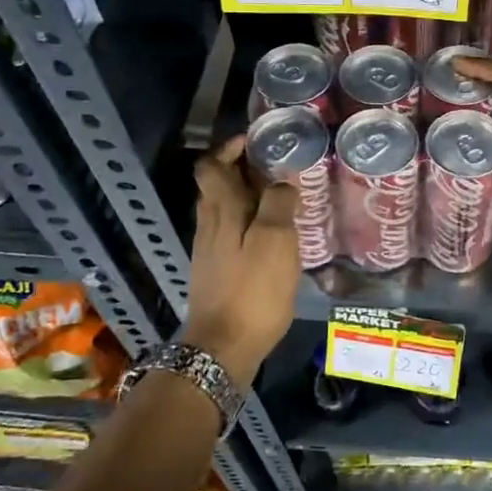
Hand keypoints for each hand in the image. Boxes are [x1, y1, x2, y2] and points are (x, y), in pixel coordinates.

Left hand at [178, 136, 298, 383]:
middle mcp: (209, 224)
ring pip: (224, 210)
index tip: (255, 142)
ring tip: (281, 199)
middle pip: (217, 185)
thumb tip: (282, 181)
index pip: (211, 165)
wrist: (222, 347)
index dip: (229, 148)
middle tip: (278, 168)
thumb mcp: (276, 241)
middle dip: (242, 170)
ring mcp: (209, 250)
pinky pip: (230, 233)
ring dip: (247, 197)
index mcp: (221, 210)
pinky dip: (249, 223)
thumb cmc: (253, 290)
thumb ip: (279, 203)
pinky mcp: (216, 272)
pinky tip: (272, 237)